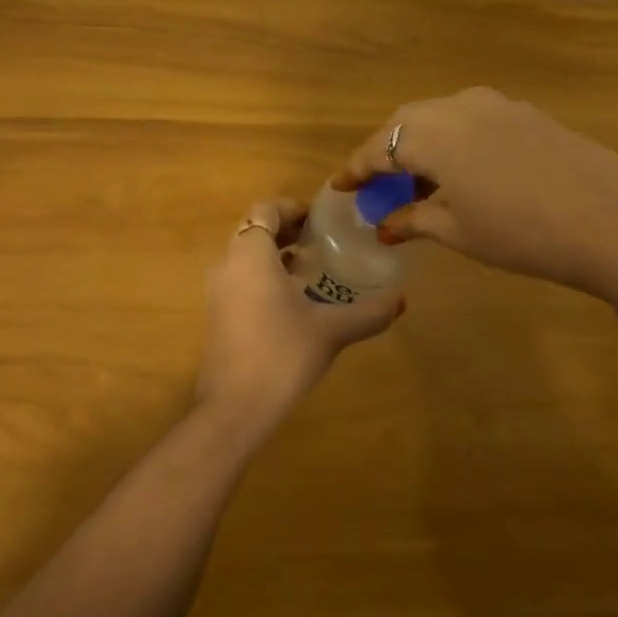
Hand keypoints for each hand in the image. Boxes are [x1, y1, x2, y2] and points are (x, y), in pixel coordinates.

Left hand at [196, 199, 404, 439]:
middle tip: (319, 241)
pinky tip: (291, 302)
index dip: (292, 209)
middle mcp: (227, 264)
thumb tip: (401, 300)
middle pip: (253, 231)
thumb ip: (368, 312)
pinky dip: (261, 276)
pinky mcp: (216, 314)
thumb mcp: (331, 330)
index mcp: (251, 255)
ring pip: (244, 256)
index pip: (265, 210)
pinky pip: (238, 279)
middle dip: (285, 231)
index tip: (319, 221)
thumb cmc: (283, 355)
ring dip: (273, 255)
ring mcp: (216, 291)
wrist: (234, 407)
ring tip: (308, 269)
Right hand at [333, 87, 617, 306]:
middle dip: (385, 153)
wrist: (614, 219)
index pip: (378, 147)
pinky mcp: (526, 113)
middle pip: (405, 123)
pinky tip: (462, 172)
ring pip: (440, 118)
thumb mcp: (458, 231)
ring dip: (421, 145)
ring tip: (418, 183)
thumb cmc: (520, 231)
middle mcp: (457, 106)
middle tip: (377, 186)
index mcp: (431, 133)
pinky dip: (453, 141)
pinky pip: (472, 120)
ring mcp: (496, 104)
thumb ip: (414, 219)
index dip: (356, 170)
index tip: (341, 187)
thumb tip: (386, 224)